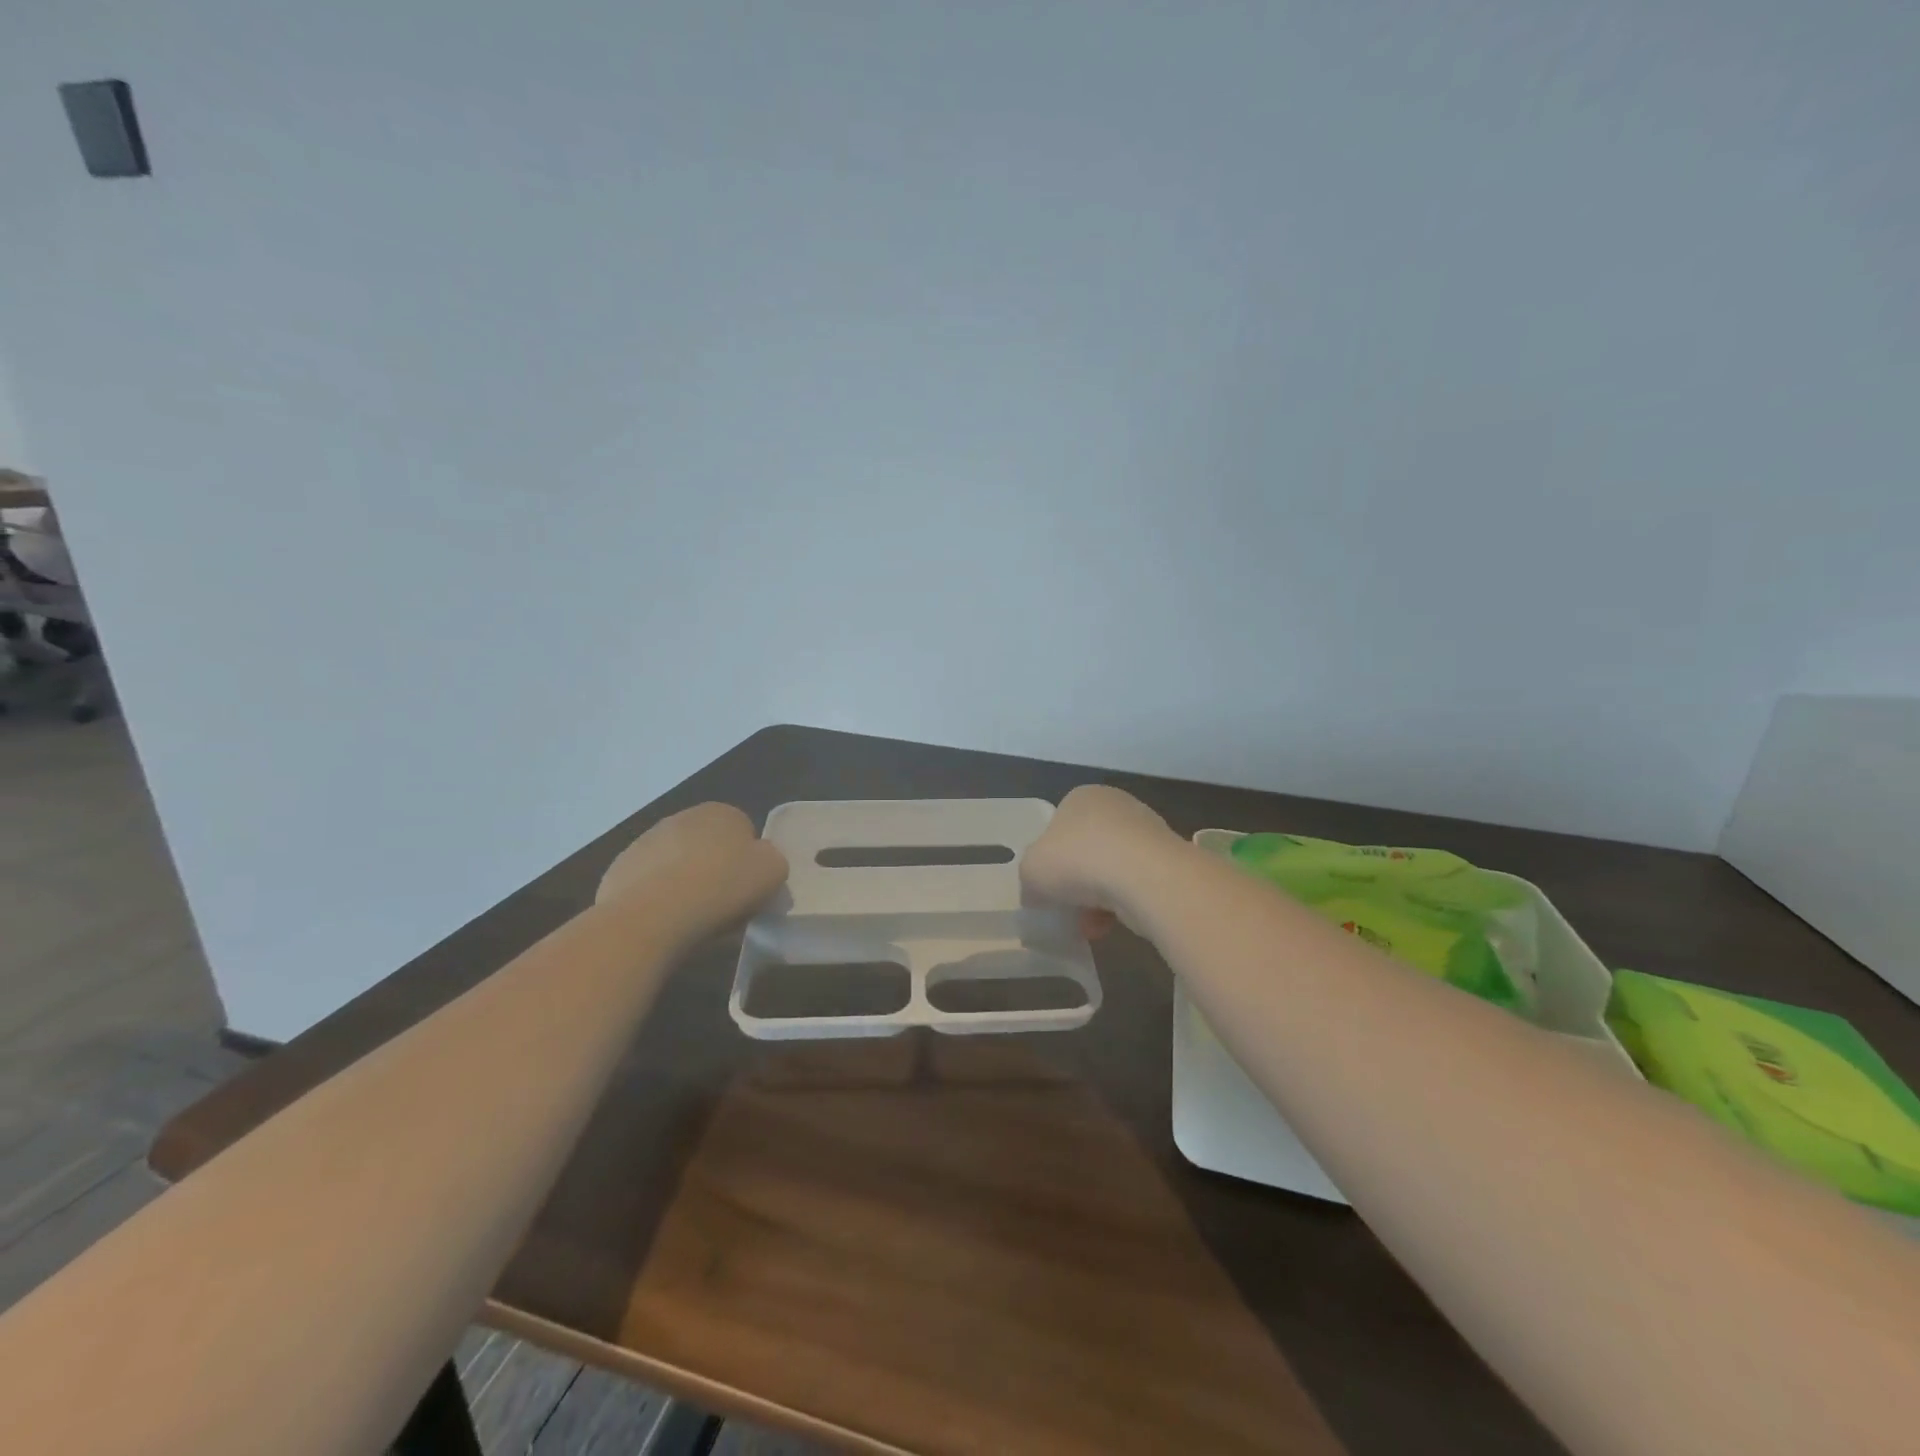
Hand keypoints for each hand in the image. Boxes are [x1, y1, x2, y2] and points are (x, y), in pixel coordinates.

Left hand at [595, 802, 788, 932]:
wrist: (652, 917)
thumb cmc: (721, 887)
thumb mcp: (773, 872)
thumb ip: (771, 860)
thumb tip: (758, 863)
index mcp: (721, 812)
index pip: (743, 831)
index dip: (749, 862)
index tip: (749, 889)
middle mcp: (680, 818)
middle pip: (708, 846)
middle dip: (715, 870)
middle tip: (724, 905)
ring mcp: (644, 843)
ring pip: (676, 865)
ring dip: (685, 883)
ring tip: (693, 920)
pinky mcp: (618, 871)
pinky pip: (648, 886)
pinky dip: (657, 900)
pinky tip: (665, 923)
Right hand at [1022, 785, 1181, 936]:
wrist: (1143, 877)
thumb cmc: (1078, 860)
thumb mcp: (1031, 870)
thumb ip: (1029, 879)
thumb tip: (1037, 894)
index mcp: (1082, 797)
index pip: (1058, 825)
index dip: (1049, 858)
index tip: (1046, 885)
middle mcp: (1116, 807)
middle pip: (1086, 850)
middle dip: (1076, 883)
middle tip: (1066, 908)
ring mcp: (1147, 832)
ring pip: (1111, 871)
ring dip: (1097, 900)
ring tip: (1088, 926)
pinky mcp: (1168, 861)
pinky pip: (1135, 886)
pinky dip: (1121, 906)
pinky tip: (1109, 926)